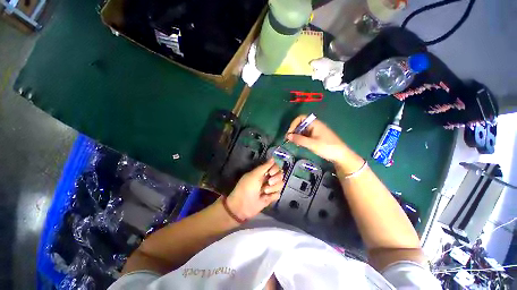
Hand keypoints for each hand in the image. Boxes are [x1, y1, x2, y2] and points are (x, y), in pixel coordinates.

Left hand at [226, 159, 283, 220]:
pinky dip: (272, 195)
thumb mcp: (254, 175)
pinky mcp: (271, 197)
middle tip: (268, 182)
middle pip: (280, 175)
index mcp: (263, 172)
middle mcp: (267, 178)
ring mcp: (270, 188)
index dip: (275, 169)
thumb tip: (273, 158)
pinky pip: (278, 194)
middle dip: (275, 179)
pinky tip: (266, 197)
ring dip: (273, 188)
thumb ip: (265, 166)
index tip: (271, 173)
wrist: (243, 206)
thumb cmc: (246, 187)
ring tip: (264, 191)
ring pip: (280, 184)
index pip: (275, 166)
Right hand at [286, 115, 363, 172]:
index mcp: (315, 123)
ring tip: (293, 142)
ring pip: (303, 130)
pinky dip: (301, 138)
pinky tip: (299, 144)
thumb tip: (288, 136)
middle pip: (301, 124)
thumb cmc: (327, 148)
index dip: (293, 124)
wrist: (341, 155)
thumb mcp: (311, 144)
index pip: (300, 118)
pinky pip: (306, 134)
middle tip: (289, 139)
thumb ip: (299, 139)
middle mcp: (315, 125)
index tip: (289, 134)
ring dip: (297, 135)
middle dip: (294, 130)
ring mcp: (316, 131)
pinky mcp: (317, 136)